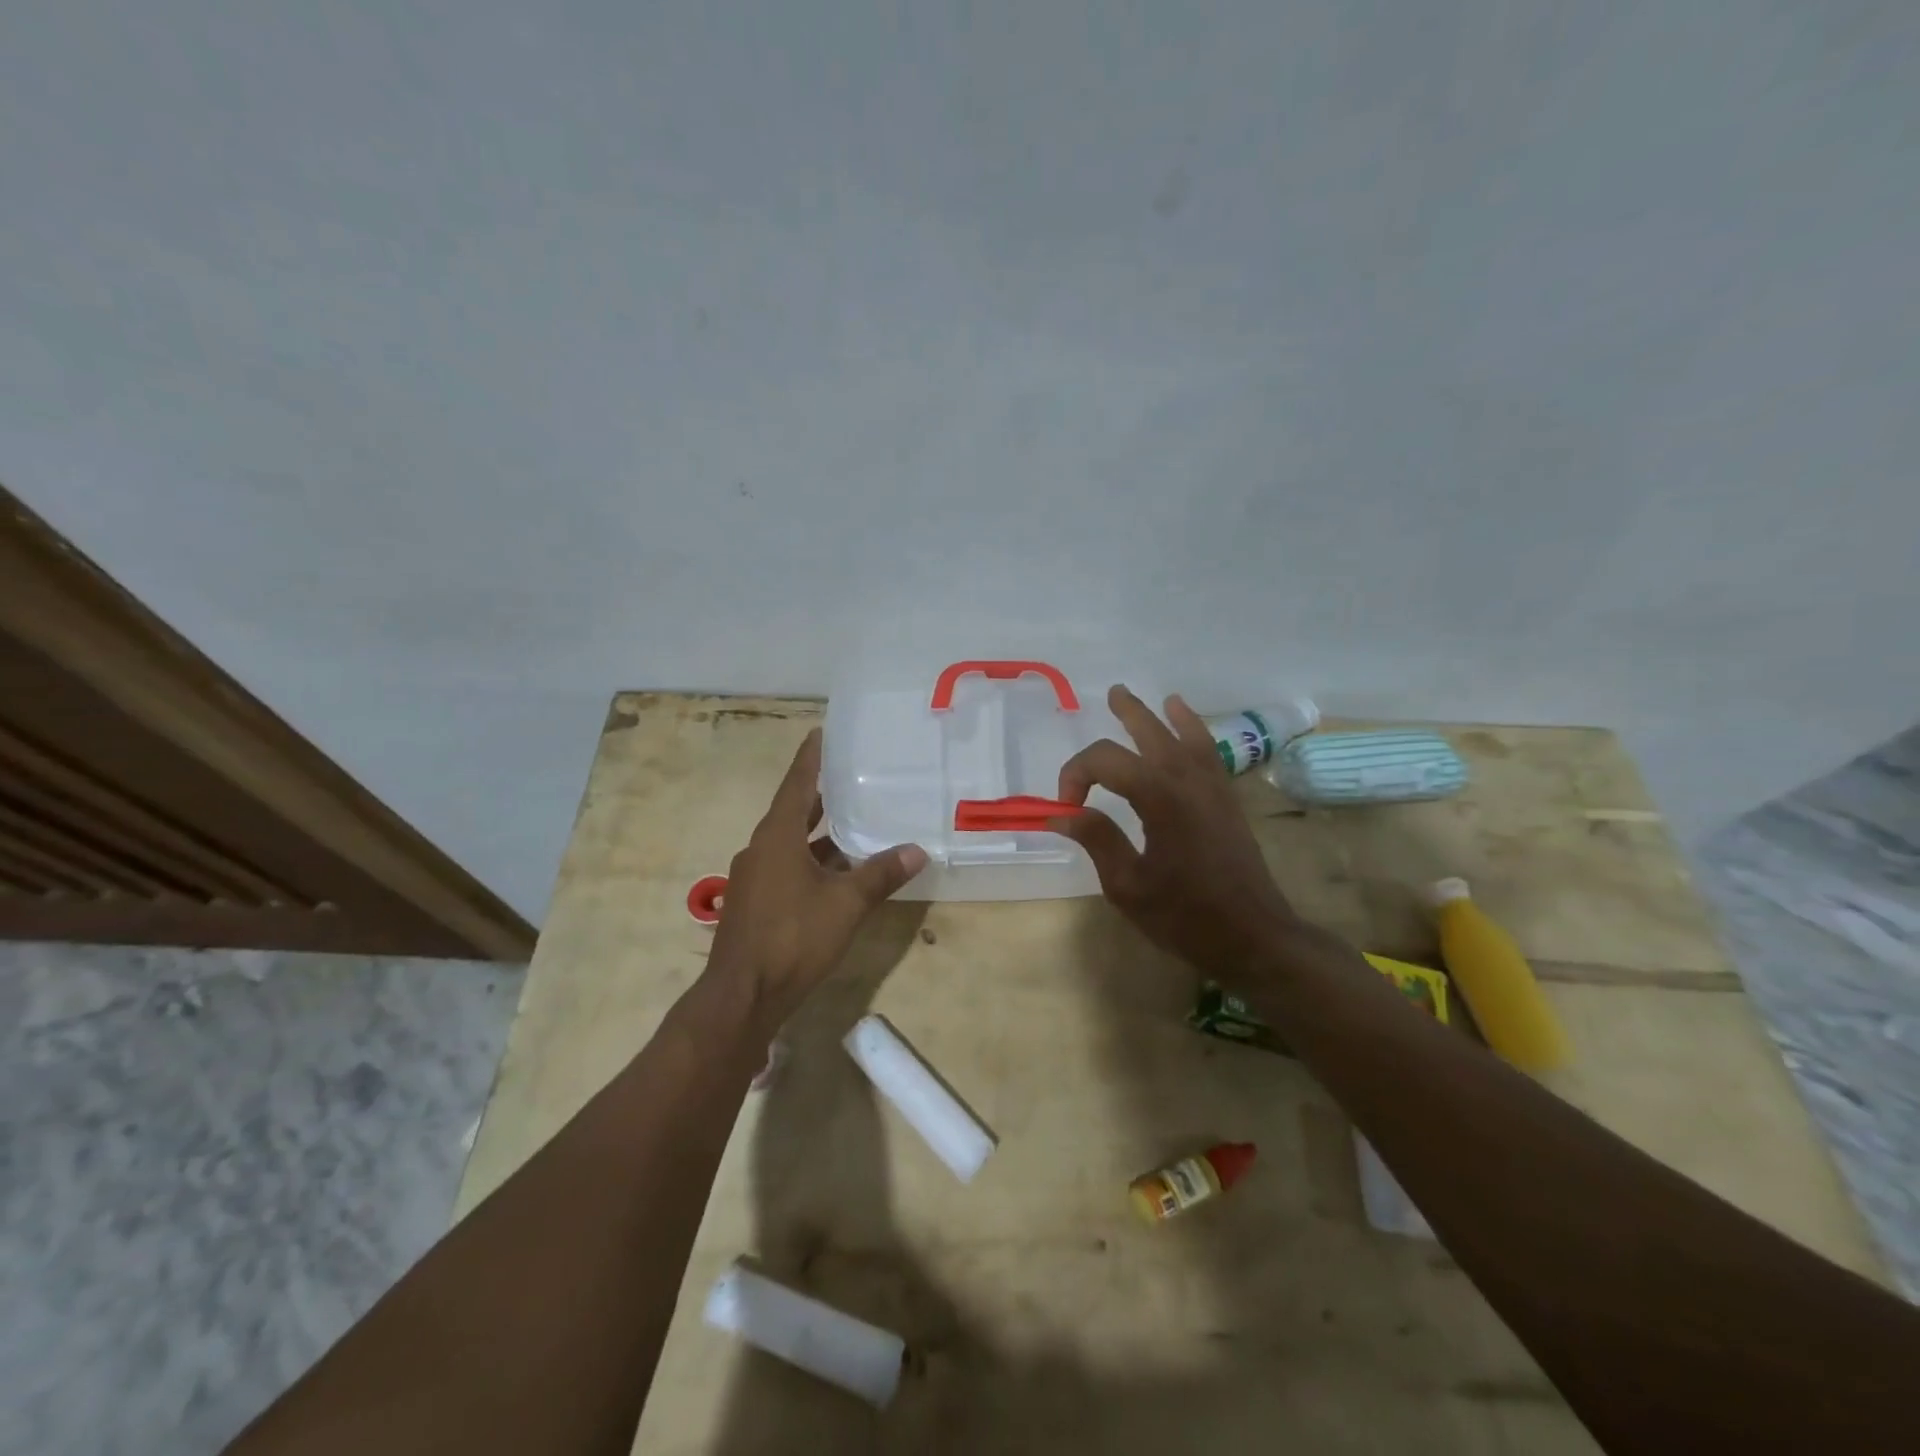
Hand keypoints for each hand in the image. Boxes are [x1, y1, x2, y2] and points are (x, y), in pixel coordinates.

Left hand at [706, 727, 926, 1028]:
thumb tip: (917, 850)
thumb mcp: (846, 903)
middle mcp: (761, 849)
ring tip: (857, 824)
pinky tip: (841, 875)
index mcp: (777, 836)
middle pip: (793, 811)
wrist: (743, 996)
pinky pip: (789, 869)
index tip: (821, 732)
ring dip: (821, 836)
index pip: (796, 783)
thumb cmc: (793, 937)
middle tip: (851, 776)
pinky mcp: (757, 904)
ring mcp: (755, 878)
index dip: (811, 758)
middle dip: (821, 795)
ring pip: (793, 844)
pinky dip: (814, 863)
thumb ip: (881, 874)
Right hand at [1052, 686, 1301, 980]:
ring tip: (1153, 698)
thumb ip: (1097, 840)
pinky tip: (1190, 728)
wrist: (1253, 937)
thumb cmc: (1186, 917)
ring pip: (1185, 736)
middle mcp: (1187, 781)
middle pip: (1151, 733)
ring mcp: (1213, 788)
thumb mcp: (1127, 886)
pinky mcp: (1228, 801)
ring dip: (1164, 715)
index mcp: (1159, 799)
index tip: (1066, 809)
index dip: (1076, 775)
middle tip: (1110, 695)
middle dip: (1127, 713)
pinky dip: (1196, 733)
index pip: (1105, 762)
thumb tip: (1062, 813)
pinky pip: (1210, 753)